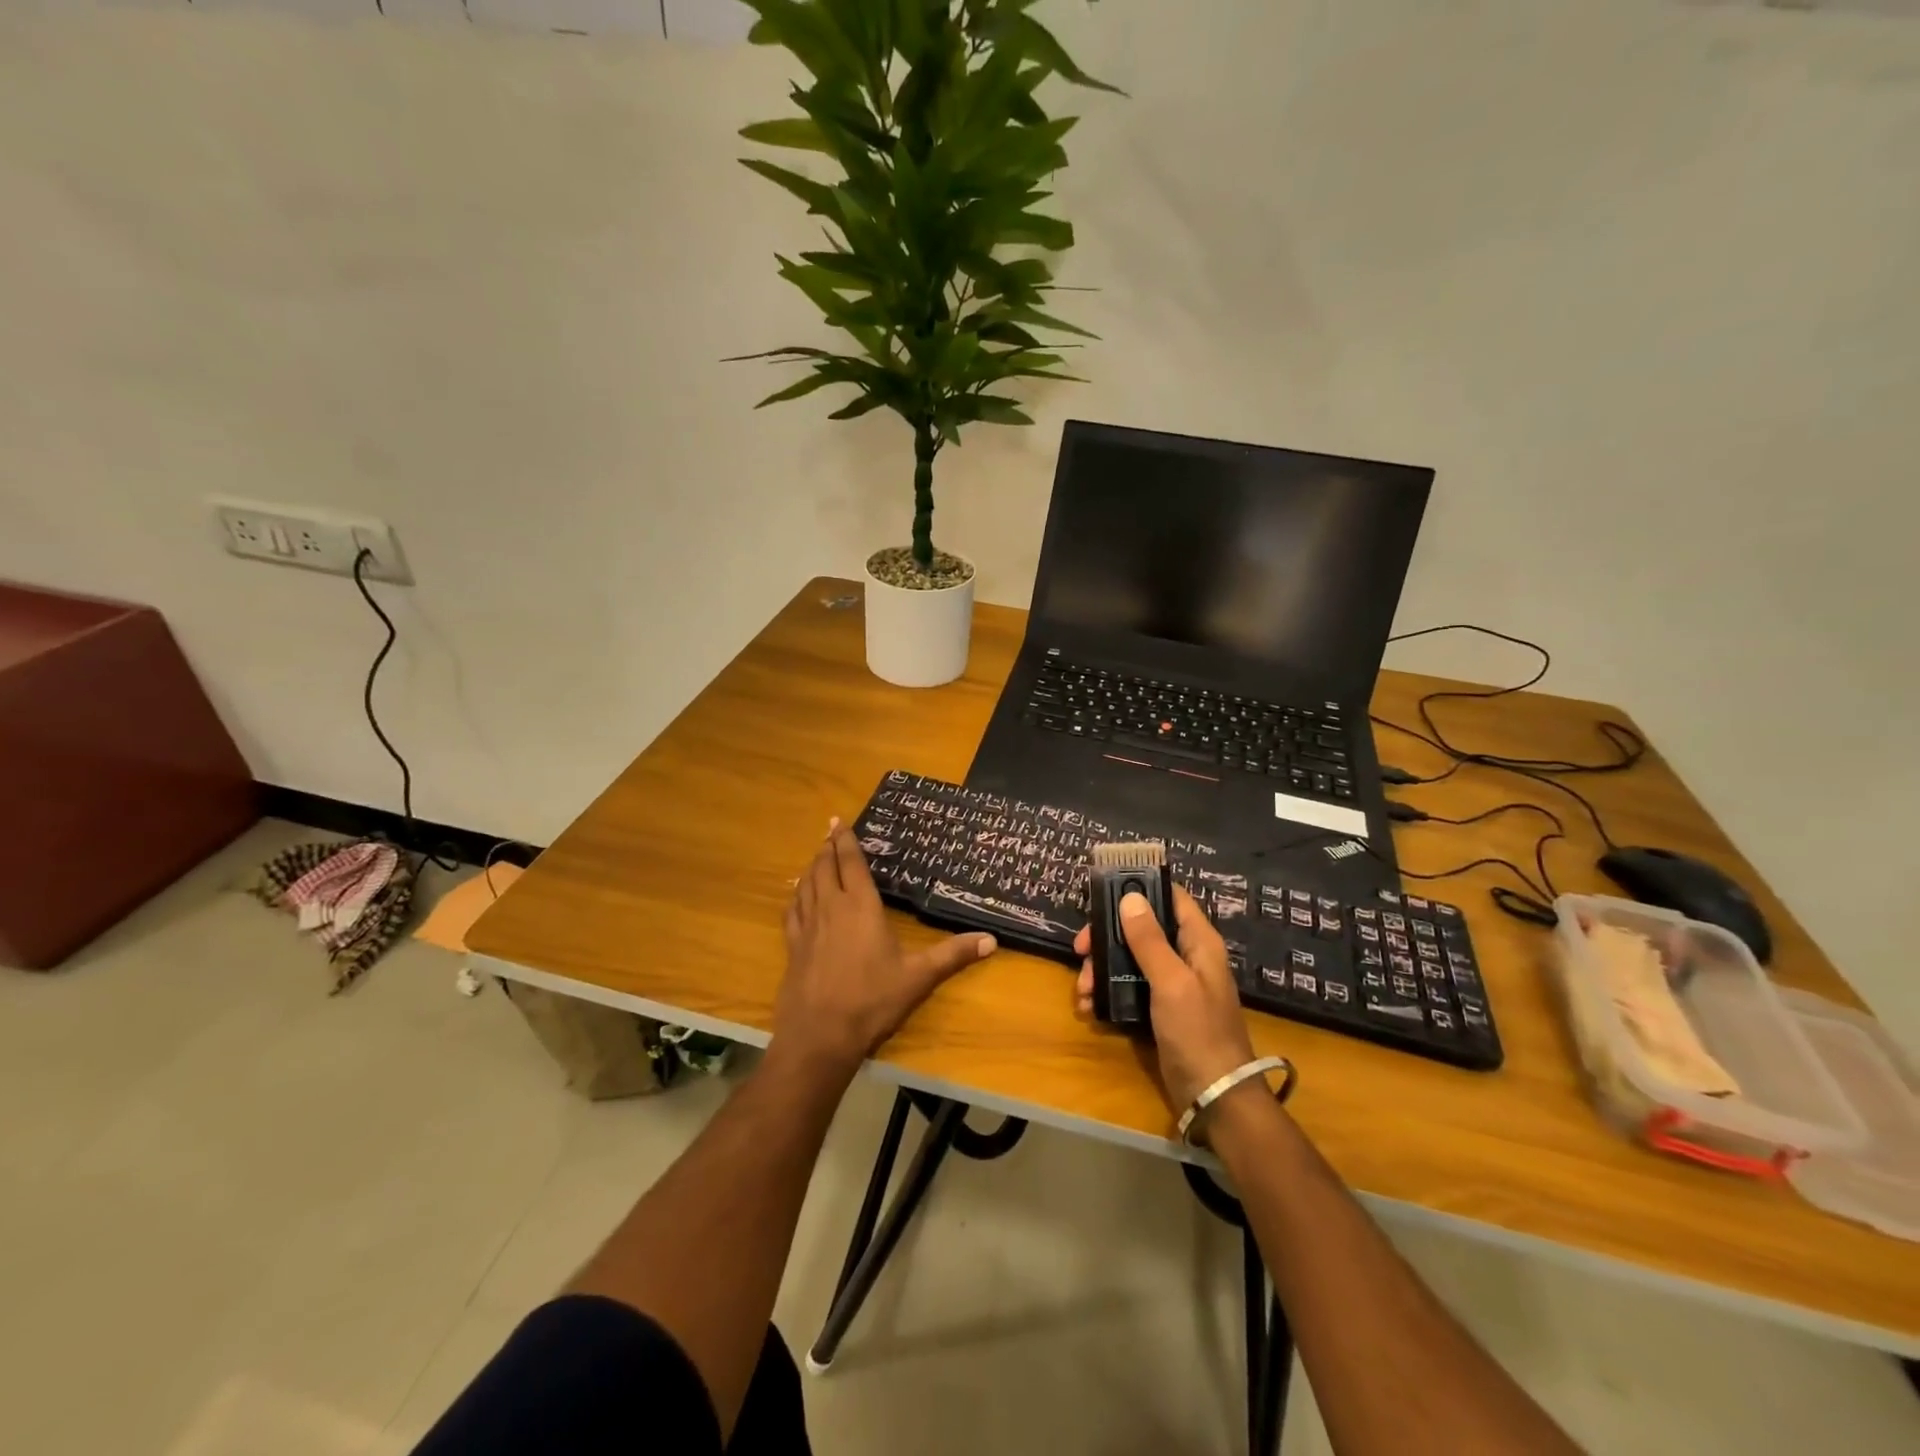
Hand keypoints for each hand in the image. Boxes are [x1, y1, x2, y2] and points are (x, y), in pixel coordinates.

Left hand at [776, 820, 996, 1075]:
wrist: (820, 1036)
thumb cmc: (872, 1000)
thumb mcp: (919, 977)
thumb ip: (953, 955)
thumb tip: (992, 939)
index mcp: (860, 906)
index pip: (850, 863)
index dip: (845, 840)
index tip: (838, 820)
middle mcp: (830, 908)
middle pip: (824, 868)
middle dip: (827, 848)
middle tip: (830, 833)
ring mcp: (807, 927)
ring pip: (805, 885)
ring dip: (811, 867)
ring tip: (816, 858)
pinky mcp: (793, 947)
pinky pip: (792, 910)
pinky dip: (795, 896)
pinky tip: (797, 897)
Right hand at [1075, 884, 1255, 1112]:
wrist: (1215, 1097)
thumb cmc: (1198, 1032)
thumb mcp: (1171, 982)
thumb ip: (1149, 940)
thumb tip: (1129, 897)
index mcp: (1198, 942)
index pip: (1171, 897)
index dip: (1140, 888)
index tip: (1103, 892)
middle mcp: (1185, 956)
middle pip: (1141, 928)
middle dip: (1107, 936)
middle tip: (1080, 949)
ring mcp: (1172, 983)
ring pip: (1129, 958)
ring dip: (1102, 968)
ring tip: (1083, 990)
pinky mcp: (1159, 1008)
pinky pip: (1128, 987)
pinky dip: (1108, 992)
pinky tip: (1090, 1007)